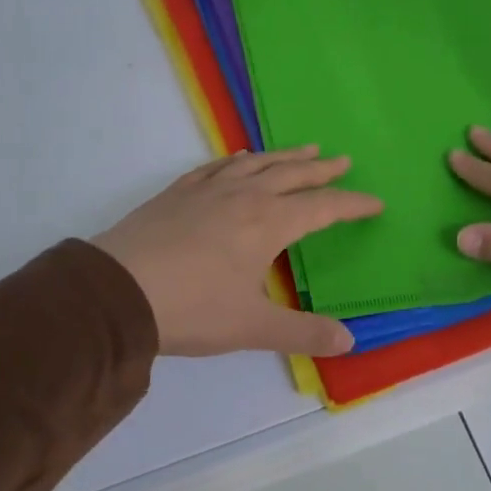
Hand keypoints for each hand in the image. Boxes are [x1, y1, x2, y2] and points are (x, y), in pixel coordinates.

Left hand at [94, 146, 381, 356]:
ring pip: (256, 164)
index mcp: (268, 223)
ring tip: (304, 148)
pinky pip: (215, 168)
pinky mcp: (176, 194)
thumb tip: (349, 341)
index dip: (352, 204)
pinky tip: (238, 159)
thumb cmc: (192, 308)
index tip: (375, 203)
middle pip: (291, 175)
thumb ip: (303, 333)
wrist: (114, 292)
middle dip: (321, 169)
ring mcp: (207, 191)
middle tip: (342, 159)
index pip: (322, 207)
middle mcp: (243, 197)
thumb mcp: (253, 327)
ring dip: (284, 156)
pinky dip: (236, 161)